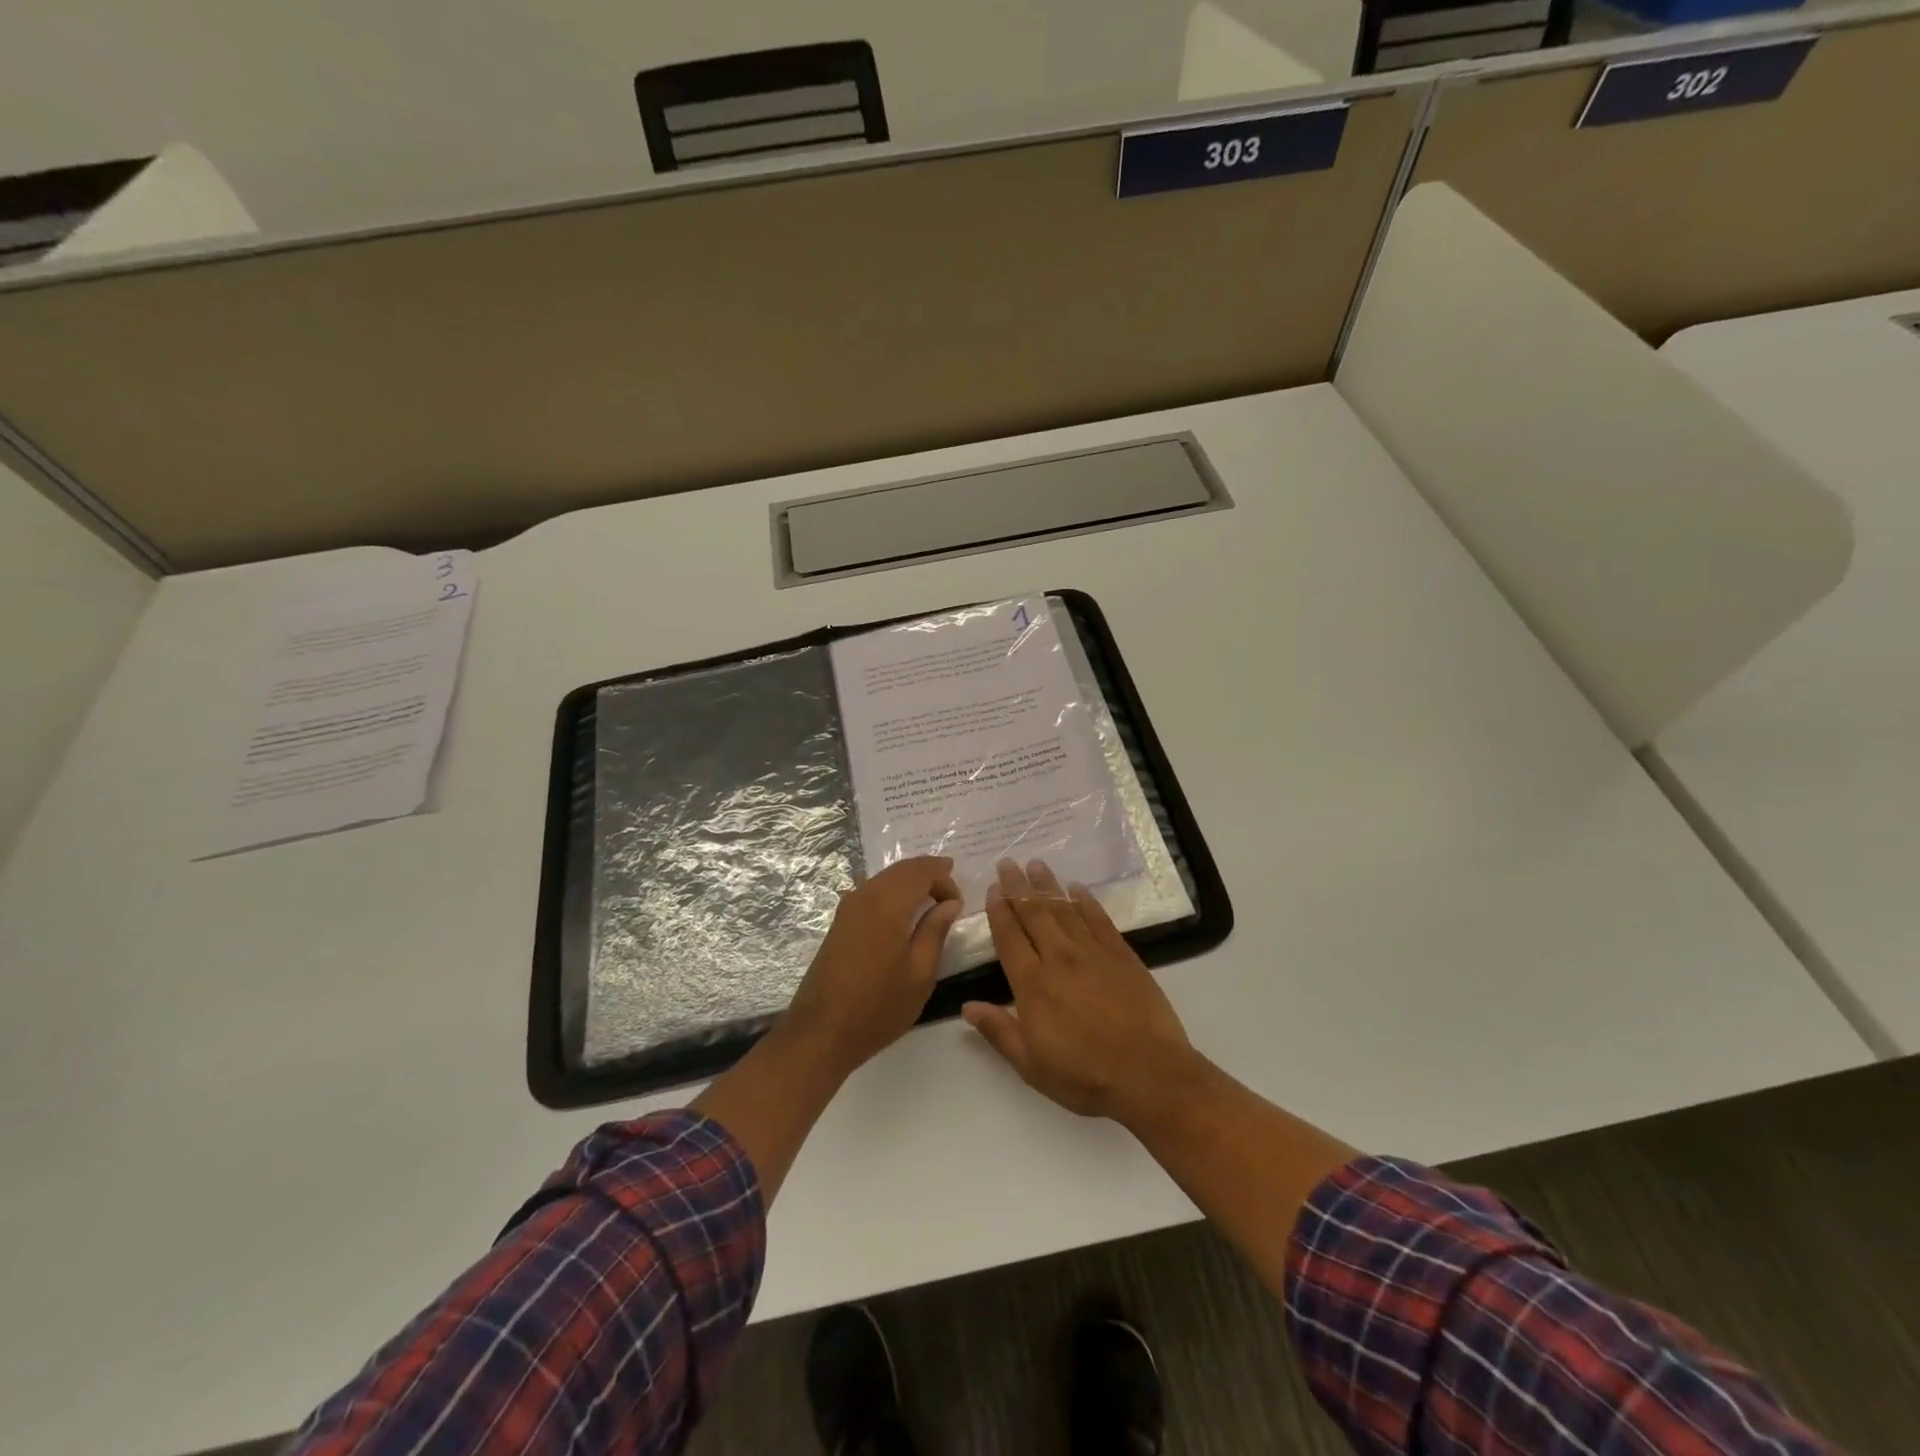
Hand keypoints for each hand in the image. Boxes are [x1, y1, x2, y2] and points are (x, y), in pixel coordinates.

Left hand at [782, 855, 963, 1077]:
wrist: (821, 1033)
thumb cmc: (878, 1007)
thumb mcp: (920, 973)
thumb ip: (936, 930)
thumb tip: (950, 903)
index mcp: (887, 904)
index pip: (921, 871)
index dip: (944, 879)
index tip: (959, 904)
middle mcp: (865, 895)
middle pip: (901, 869)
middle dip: (929, 874)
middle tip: (951, 894)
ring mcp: (847, 907)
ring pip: (885, 878)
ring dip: (911, 882)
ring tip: (933, 901)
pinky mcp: (839, 922)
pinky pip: (872, 892)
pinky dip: (894, 893)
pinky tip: (905, 914)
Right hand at [963, 858, 1202, 1125]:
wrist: (1149, 1075)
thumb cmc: (1085, 1075)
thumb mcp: (1031, 1065)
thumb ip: (999, 1031)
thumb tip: (967, 1006)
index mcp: (1033, 984)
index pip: (1009, 937)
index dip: (999, 910)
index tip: (993, 888)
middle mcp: (1059, 958)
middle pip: (1034, 913)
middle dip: (1019, 886)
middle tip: (1009, 862)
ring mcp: (1093, 953)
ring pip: (1065, 909)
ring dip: (1048, 886)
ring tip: (1037, 864)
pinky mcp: (1122, 956)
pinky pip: (1099, 920)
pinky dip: (1086, 901)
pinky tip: (1078, 889)